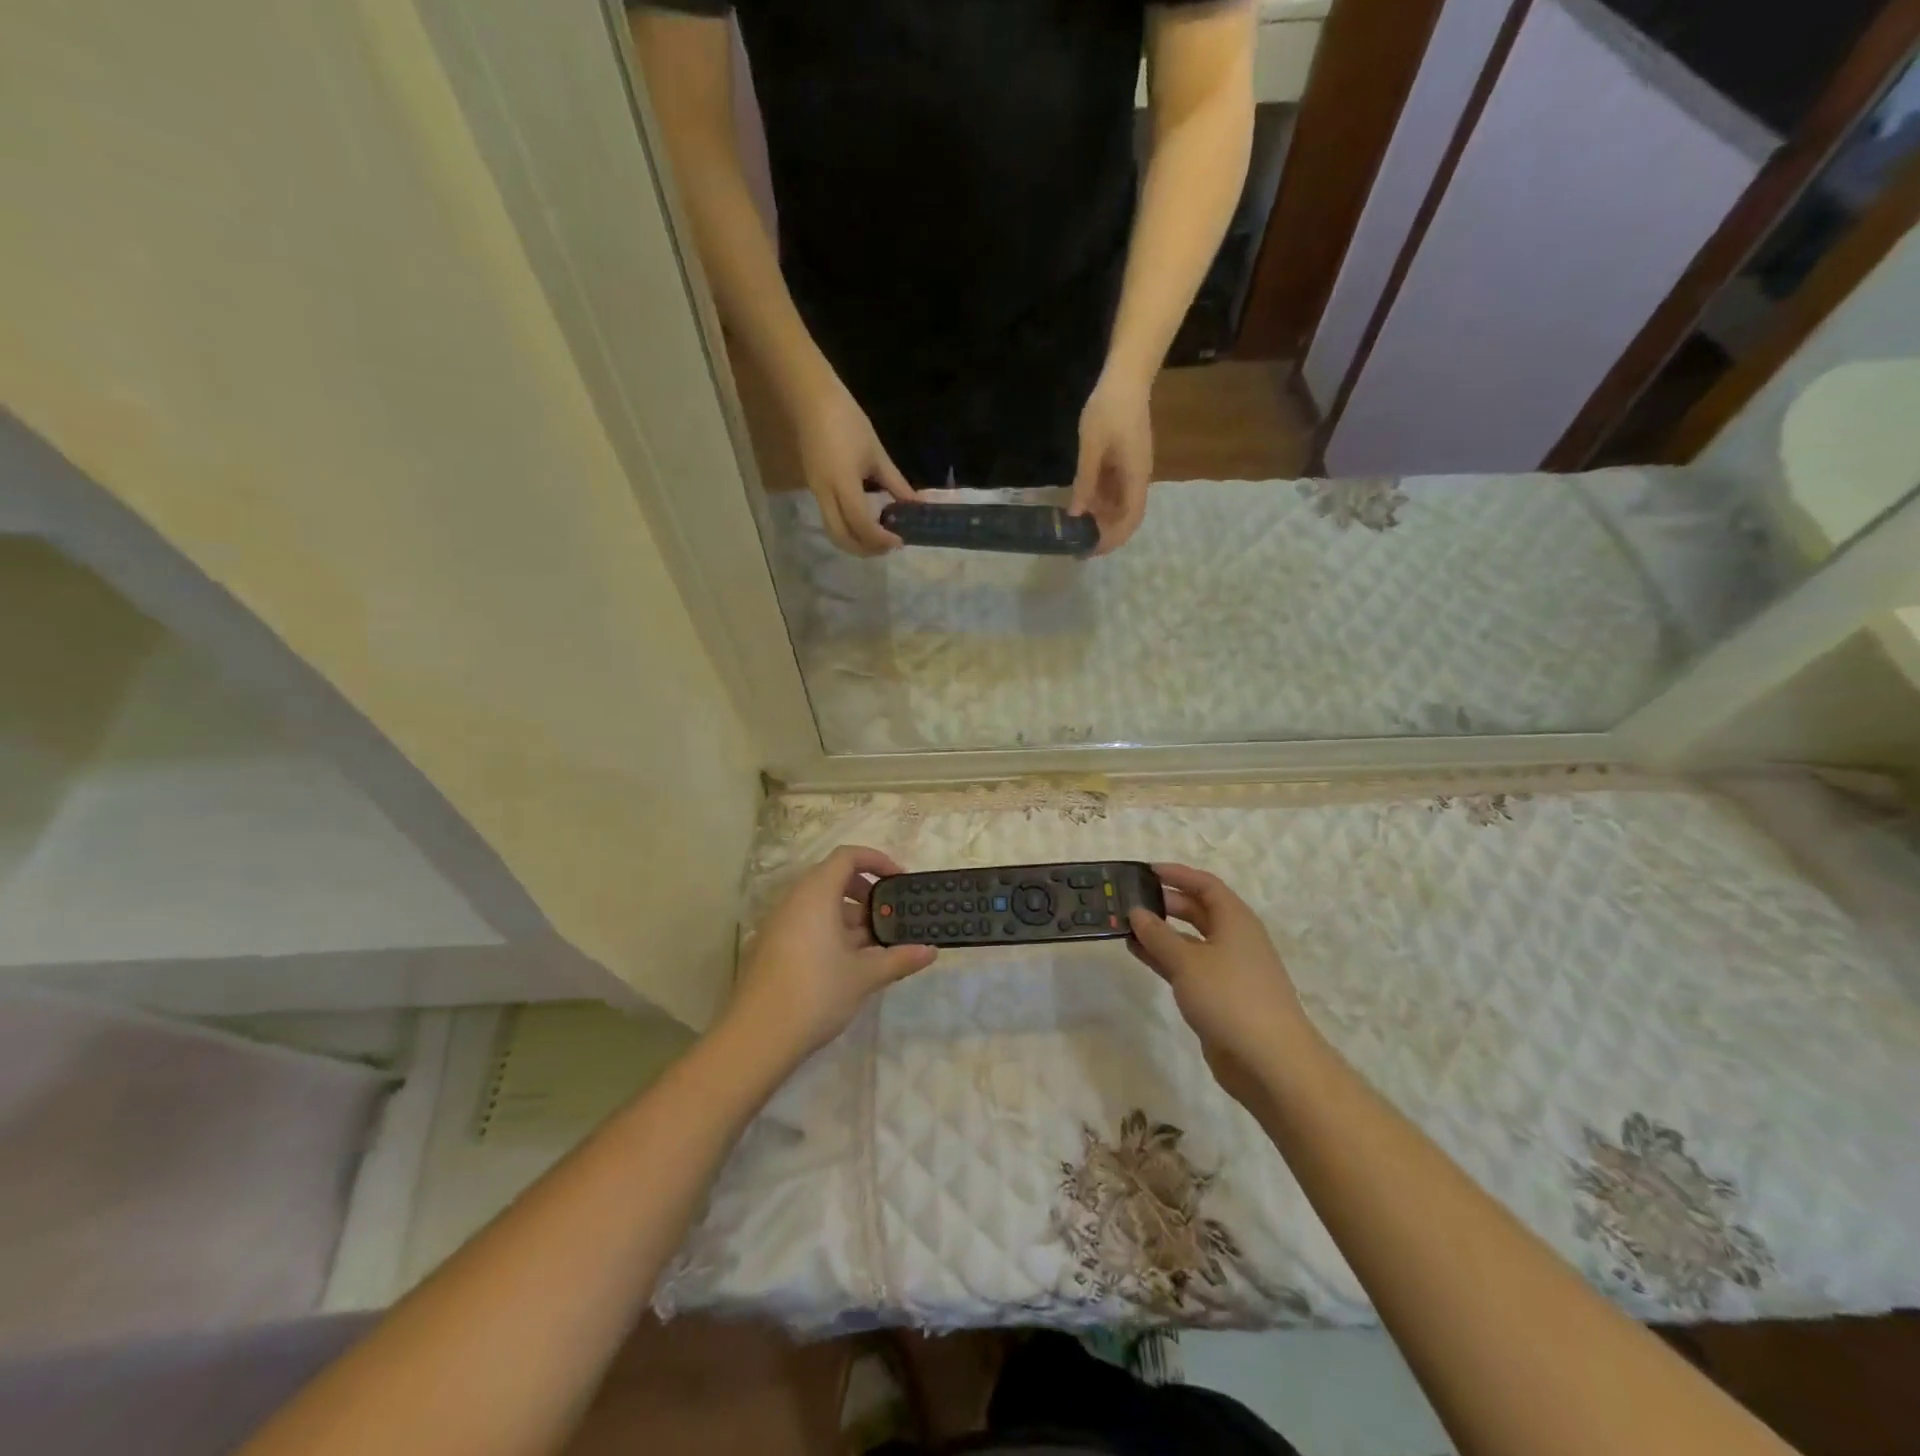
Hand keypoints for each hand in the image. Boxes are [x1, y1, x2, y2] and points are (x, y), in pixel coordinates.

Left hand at [723, 845, 935, 1068]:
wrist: (757, 1038)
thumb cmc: (816, 993)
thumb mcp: (864, 976)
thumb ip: (899, 958)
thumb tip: (930, 951)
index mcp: (816, 894)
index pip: (847, 856)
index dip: (877, 860)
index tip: (899, 880)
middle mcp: (794, 900)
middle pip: (833, 878)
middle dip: (866, 893)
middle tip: (889, 916)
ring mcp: (779, 924)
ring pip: (820, 905)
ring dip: (850, 918)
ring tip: (875, 946)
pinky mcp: (771, 947)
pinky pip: (807, 924)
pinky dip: (831, 932)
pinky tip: (849, 964)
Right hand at [792, 373, 914, 555]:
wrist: (810, 398)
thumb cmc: (847, 420)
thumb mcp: (877, 453)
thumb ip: (896, 483)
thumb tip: (916, 505)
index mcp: (843, 484)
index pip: (862, 524)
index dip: (882, 538)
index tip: (901, 540)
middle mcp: (826, 494)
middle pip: (842, 538)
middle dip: (866, 549)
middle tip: (890, 545)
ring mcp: (817, 492)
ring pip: (834, 531)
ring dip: (856, 542)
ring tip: (879, 537)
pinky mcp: (814, 488)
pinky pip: (831, 518)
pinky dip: (849, 528)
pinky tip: (866, 520)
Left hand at [1069, 368, 1153, 554]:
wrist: (1126, 377)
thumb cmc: (1108, 410)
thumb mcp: (1091, 448)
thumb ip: (1085, 483)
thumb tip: (1076, 515)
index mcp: (1135, 477)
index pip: (1130, 519)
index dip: (1112, 539)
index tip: (1091, 551)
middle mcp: (1138, 478)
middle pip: (1126, 517)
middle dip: (1105, 534)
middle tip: (1079, 545)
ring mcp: (1133, 470)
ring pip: (1120, 505)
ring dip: (1101, 519)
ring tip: (1076, 529)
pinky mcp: (1126, 462)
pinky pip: (1115, 490)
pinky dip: (1100, 502)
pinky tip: (1081, 506)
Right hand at [1128, 863, 1309, 1106]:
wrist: (1270, 1062)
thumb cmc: (1230, 998)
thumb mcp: (1187, 961)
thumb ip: (1158, 934)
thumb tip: (1137, 912)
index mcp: (1235, 920)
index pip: (1205, 885)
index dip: (1177, 874)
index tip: (1145, 871)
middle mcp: (1234, 938)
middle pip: (1198, 910)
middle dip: (1165, 902)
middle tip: (1129, 899)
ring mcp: (1228, 969)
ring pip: (1190, 940)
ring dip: (1160, 932)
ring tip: (1125, 925)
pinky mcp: (1220, 996)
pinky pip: (1188, 966)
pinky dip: (1165, 957)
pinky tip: (1139, 954)